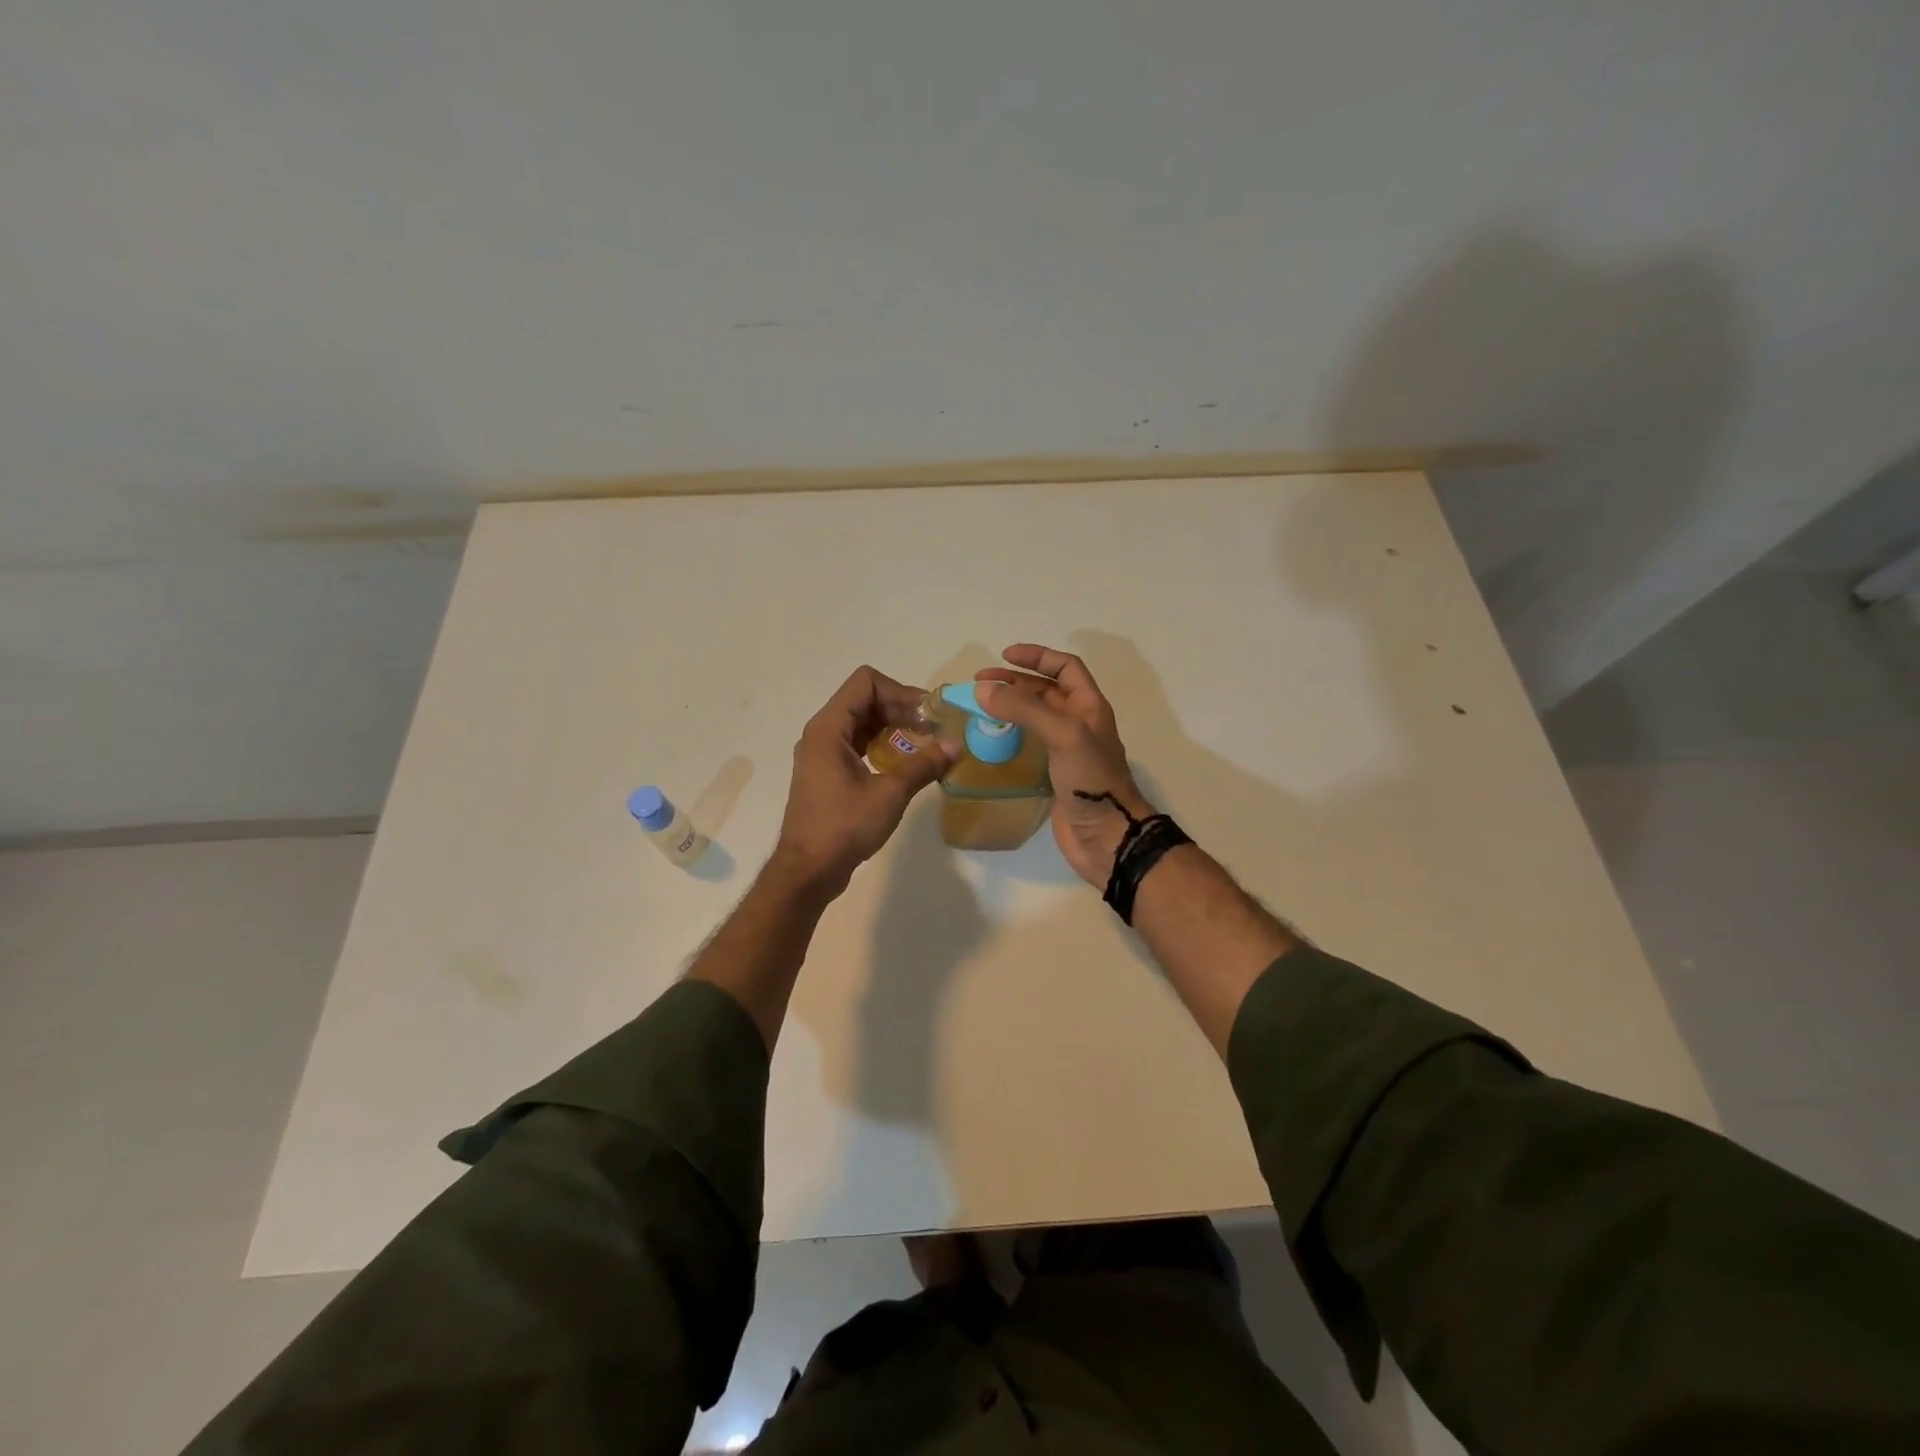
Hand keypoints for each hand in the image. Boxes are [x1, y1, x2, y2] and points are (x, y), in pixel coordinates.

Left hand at [774, 666, 949, 892]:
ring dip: (892, 726)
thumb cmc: (844, 827)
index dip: (899, 691)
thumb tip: (956, 745)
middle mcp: (821, 733)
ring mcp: (822, 753)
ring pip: (861, 722)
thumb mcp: (890, 794)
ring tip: (924, 743)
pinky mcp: (827, 772)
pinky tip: (903, 762)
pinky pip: (856, 743)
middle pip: (863, 699)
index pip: (865, 682)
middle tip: (933, 729)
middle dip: (900, 708)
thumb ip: (923, 765)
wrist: (808, 871)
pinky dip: (881, 744)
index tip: (926, 715)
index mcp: (829, 728)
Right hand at [976, 644, 1154, 887]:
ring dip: (1010, 708)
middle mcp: (1079, 724)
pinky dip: (1009, 737)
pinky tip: (990, 740)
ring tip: (980, 708)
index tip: (1004, 655)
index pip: (1065, 668)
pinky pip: (1029, 746)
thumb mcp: (1063, 734)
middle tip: (980, 684)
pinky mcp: (1054, 775)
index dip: (1037, 657)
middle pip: (1046, 691)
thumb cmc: (1091, 779)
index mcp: (1089, 707)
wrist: (1107, 835)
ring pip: (1035, 719)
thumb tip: (983, 690)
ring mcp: (1066, 751)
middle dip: (1014, 682)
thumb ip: (1025, 709)